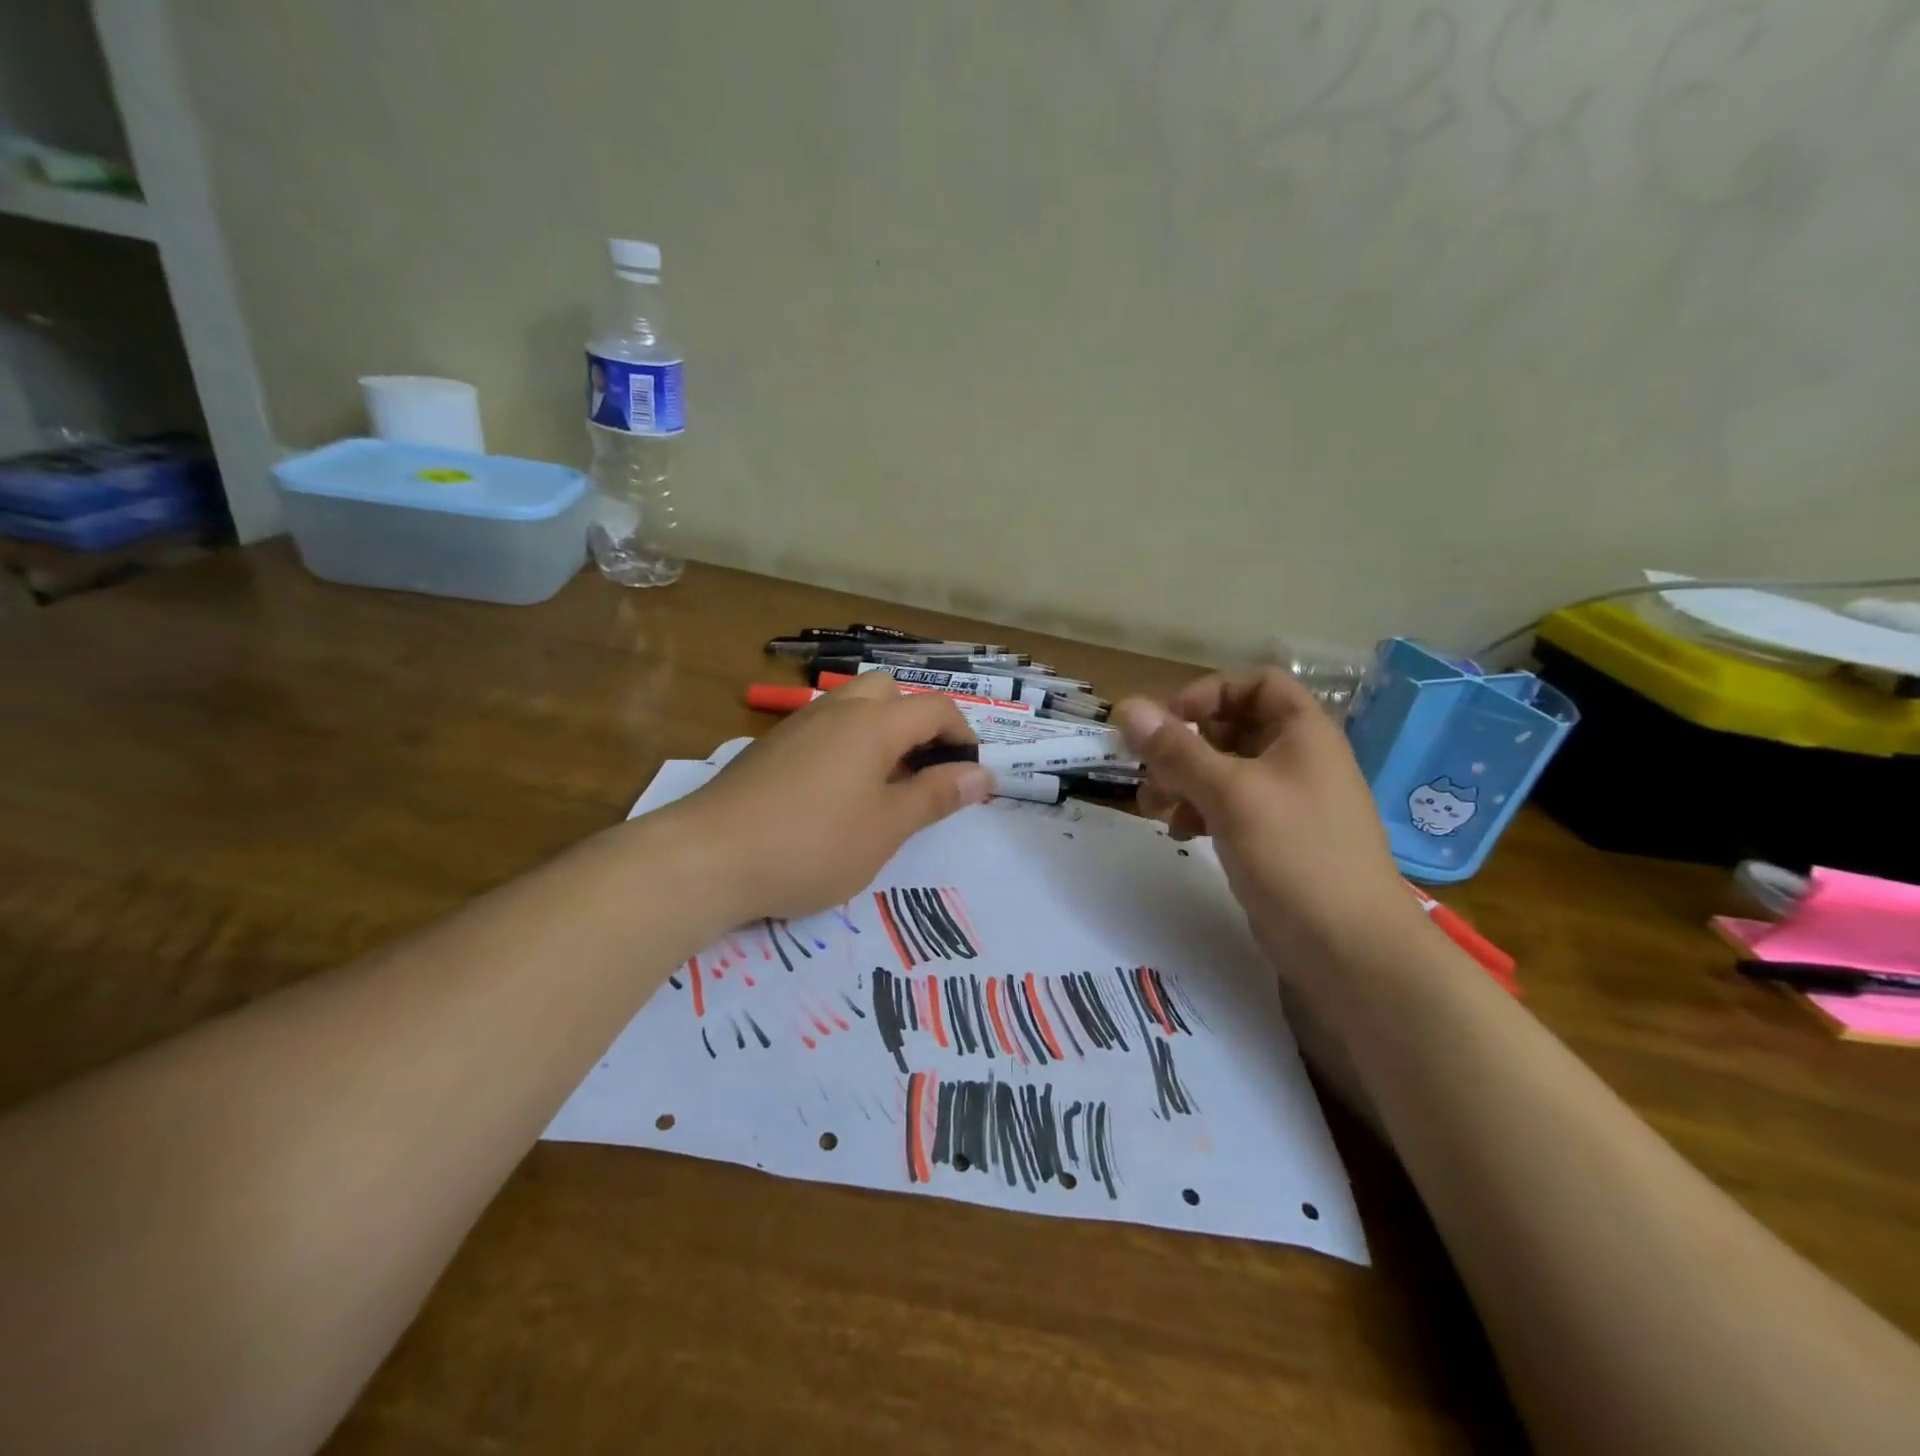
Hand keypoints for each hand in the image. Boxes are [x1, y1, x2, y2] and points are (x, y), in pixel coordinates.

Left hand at [667, 673, 990, 922]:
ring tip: (882, 786)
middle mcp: (836, 710)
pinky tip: (834, 795)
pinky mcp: (770, 748)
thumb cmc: (813, 844)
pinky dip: (845, 746)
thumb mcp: (886, 828)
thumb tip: (981, 774)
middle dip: (916, 723)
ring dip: (879, 733)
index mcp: (874, 723)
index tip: (970, 775)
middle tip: (921, 772)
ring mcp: (797, 726)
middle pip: (889, 692)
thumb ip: (936, 797)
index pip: (936, 708)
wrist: (708, 857)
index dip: (963, 736)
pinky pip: (822, 730)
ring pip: (852, 707)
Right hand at [1114, 669, 1425, 979]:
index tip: (1167, 722)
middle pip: (1232, 727)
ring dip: (1182, 779)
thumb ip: (1176, 750)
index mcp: (1302, 733)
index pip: (1255, 683)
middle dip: (1184, 743)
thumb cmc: (1296, 854)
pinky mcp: (1274, 839)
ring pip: (1223, 770)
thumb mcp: (1230, 794)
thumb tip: (1126, 707)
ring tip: (1153, 806)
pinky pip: (1228, 807)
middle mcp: (1296, 759)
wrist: (1351, 950)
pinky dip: (1198, 810)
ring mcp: (1286, 802)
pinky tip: (1179, 830)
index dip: (1208, 693)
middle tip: (1147, 768)